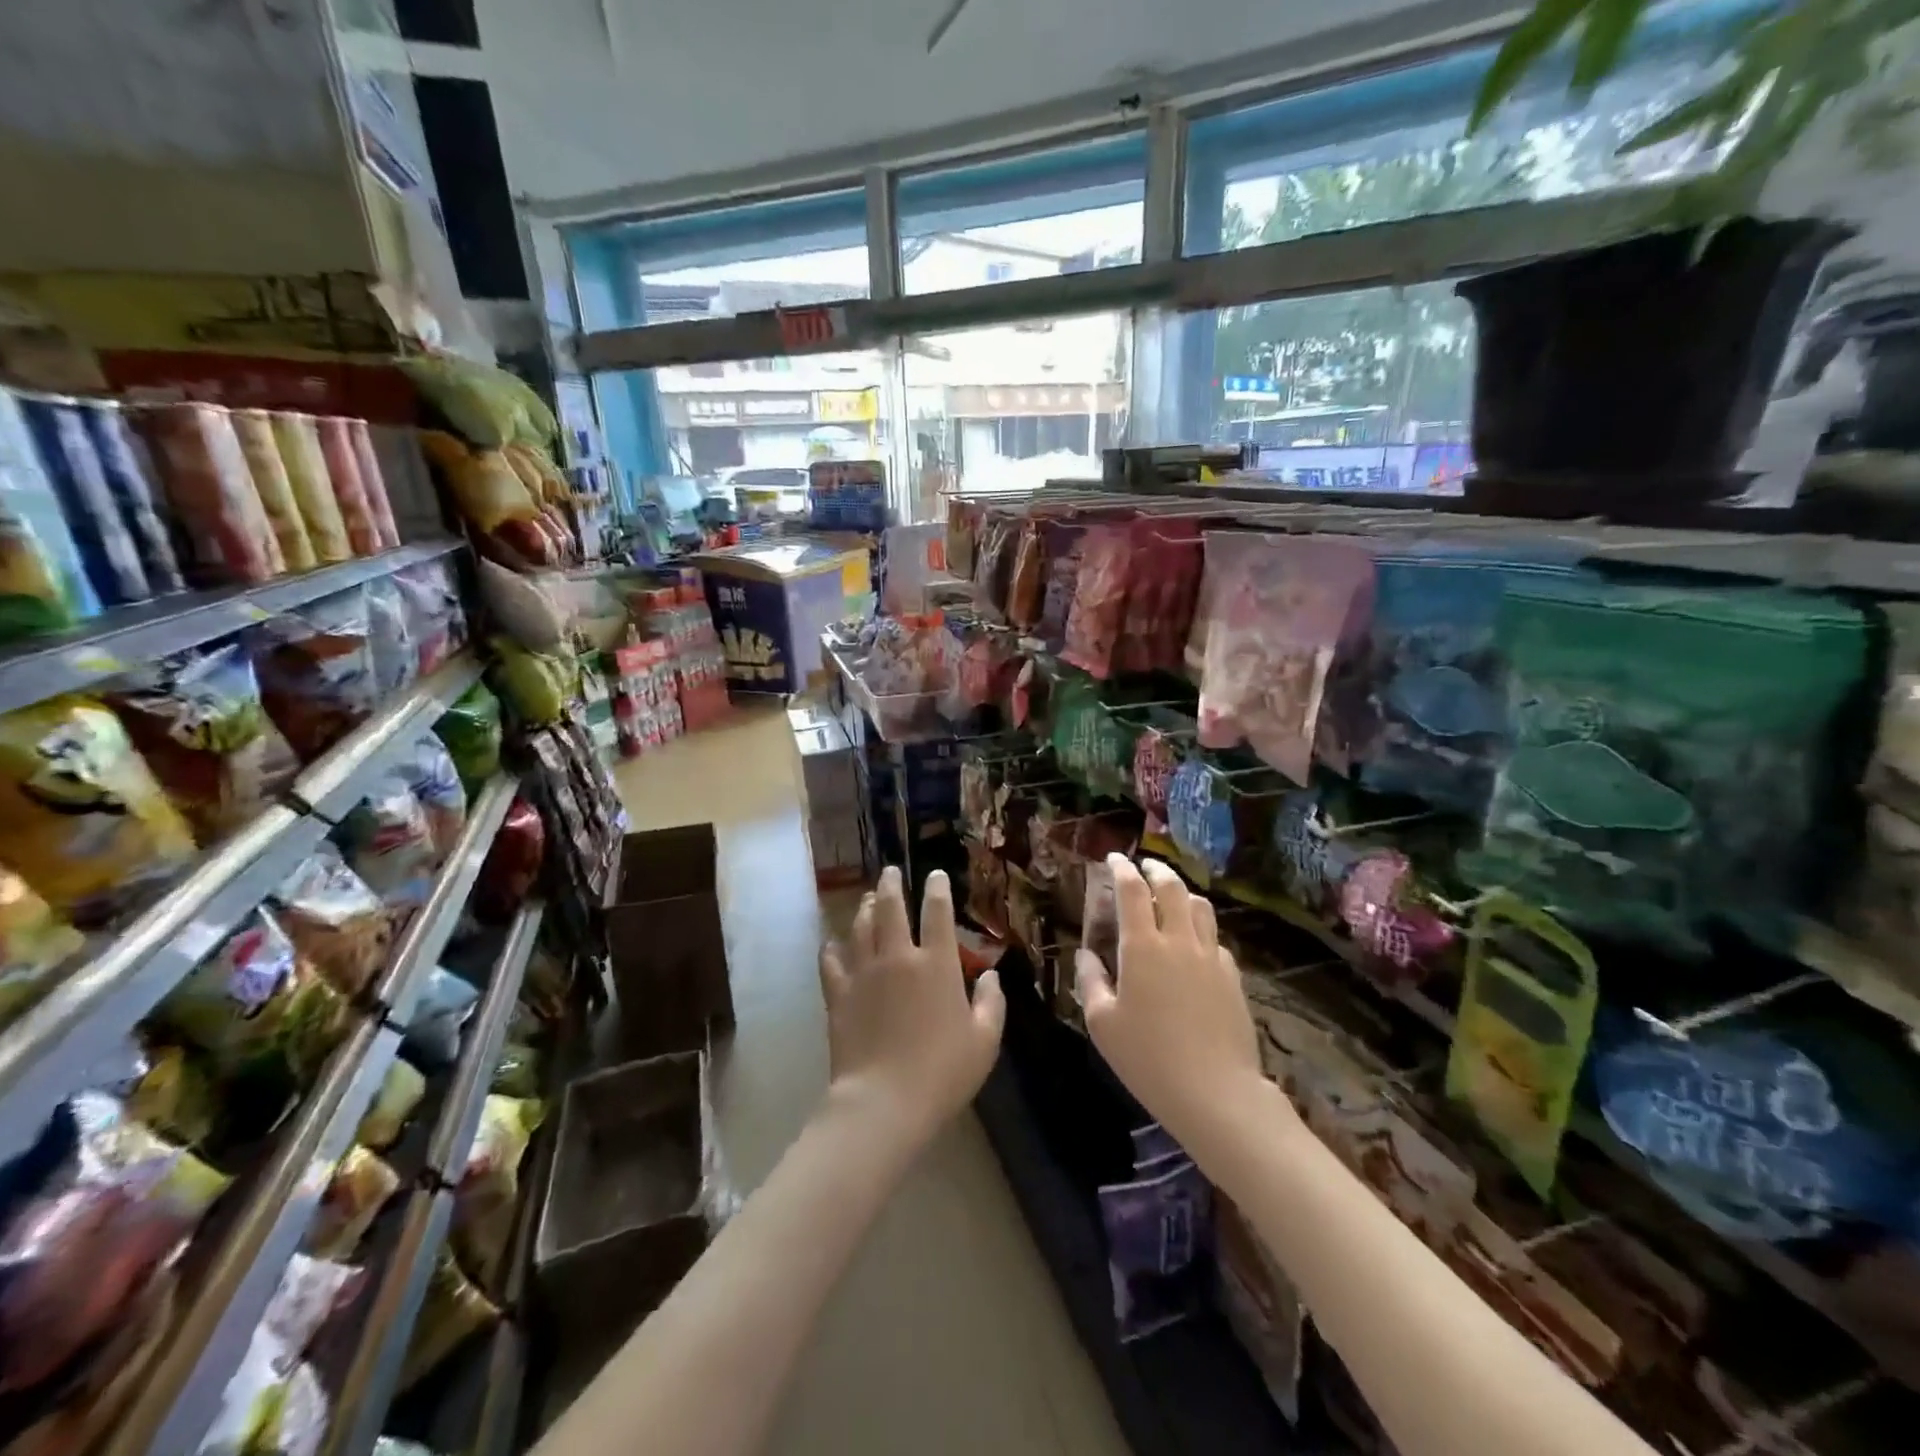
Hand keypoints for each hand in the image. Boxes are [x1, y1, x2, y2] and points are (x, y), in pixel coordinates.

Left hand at [819, 866, 1005, 1146]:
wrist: (883, 1101)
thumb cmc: (943, 1073)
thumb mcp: (985, 1041)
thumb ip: (991, 1003)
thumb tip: (990, 975)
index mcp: (937, 965)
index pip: (938, 913)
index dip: (937, 889)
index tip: (935, 874)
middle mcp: (898, 957)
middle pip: (890, 907)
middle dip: (891, 884)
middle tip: (890, 872)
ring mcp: (864, 973)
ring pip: (860, 926)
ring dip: (864, 907)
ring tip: (866, 898)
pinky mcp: (838, 993)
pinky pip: (831, 960)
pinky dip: (832, 947)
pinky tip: (832, 943)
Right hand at [1076, 856, 1265, 1145]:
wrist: (1215, 1093)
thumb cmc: (1148, 1058)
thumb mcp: (1102, 1023)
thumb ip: (1090, 981)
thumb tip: (1086, 955)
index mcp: (1142, 947)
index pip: (1132, 891)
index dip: (1121, 869)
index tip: (1113, 859)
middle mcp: (1179, 941)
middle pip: (1171, 887)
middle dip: (1155, 870)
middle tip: (1144, 867)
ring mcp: (1211, 957)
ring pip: (1201, 907)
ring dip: (1183, 892)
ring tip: (1172, 896)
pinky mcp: (1233, 977)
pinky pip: (1216, 939)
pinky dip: (1201, 928)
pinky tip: (1195, 944)